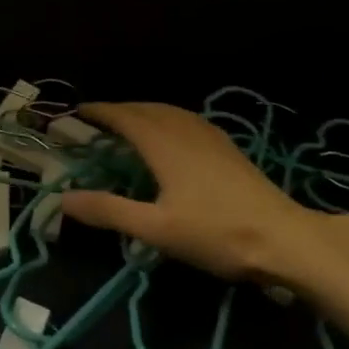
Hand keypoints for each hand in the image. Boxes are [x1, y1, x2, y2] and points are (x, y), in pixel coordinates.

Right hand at [58, 102, 348, 293]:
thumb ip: (109, 211)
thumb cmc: (216, 233)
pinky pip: (187, 120)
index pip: (125, 117)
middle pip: (147, 109)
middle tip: (98, 120)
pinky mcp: (228, 149)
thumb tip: (64, 199)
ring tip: (129, 123)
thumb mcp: (155, 228)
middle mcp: (186, 130)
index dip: (100, 111)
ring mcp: (211, 137)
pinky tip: (173, 136)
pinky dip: (167, 119)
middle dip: (120, 110)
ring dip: (144, 111)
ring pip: (170, 112)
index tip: (78, 110)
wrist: (284, 239)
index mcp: (164, 143)